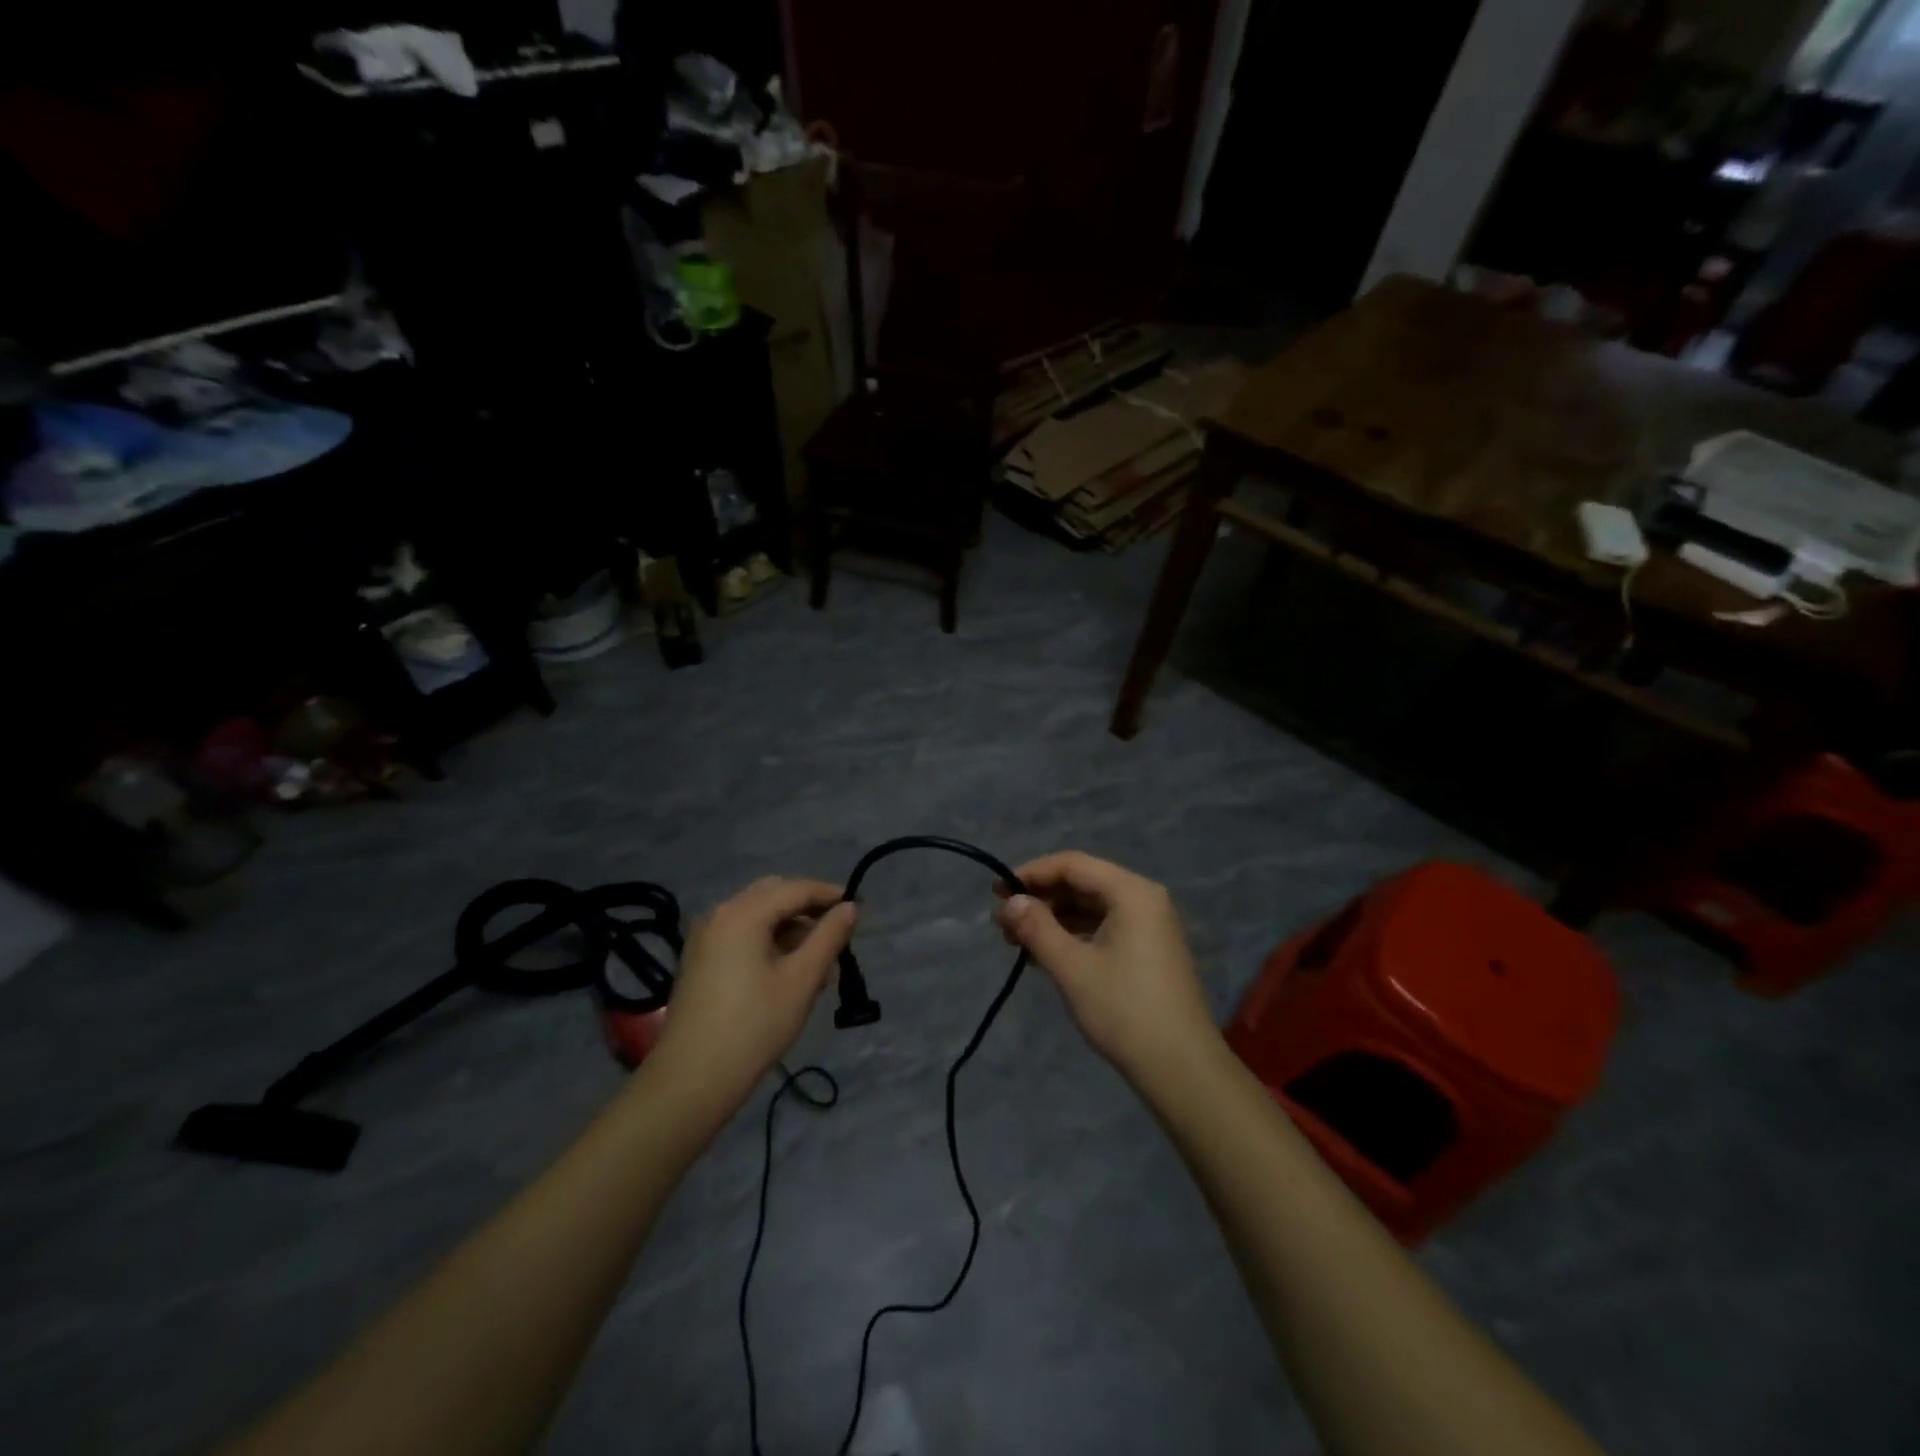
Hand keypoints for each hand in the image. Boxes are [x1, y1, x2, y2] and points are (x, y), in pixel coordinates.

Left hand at [650, 877, 856, 1105]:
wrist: (691, 1080)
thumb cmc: (754, 1026)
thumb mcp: (802, 979)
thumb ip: (829, 937)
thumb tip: (850, 908)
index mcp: (743, 912)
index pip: (796, 888)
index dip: (830, 895)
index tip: (858, 909)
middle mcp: (720, 913)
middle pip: (774, 895)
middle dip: (809, 911)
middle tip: (838, 937)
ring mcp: (705, 937)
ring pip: (758, 916)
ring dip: (791, 930)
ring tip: (819, 968)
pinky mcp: (700, 960)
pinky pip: (742, 935)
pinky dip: (769, 943)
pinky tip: (788, 974)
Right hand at [994, 852, 1216, 1084]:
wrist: (1181, 1069)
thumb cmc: (1124, 1011)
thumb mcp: (1072, 967)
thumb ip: (1037, 928)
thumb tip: (1010, 902)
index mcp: (1131, 892)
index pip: (1072, 865)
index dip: (1031, 873)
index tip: (996, 892)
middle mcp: (1143, 899)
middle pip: (1082, 884)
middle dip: (1040, 899)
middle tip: (1002, 922)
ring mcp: (1149, 926)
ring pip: (1090, 908)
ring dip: (1053, 919)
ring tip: (1015, 941)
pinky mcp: (1147, 951)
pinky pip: (1103, 928)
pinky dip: (1072, 936)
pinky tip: (1044, 955)